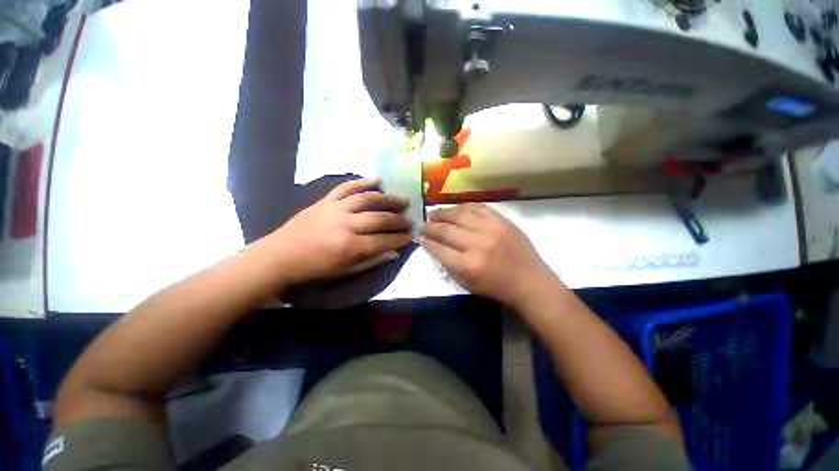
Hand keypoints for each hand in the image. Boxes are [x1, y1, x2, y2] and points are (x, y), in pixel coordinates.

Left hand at [268, 178, 412, 285]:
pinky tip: (378, 179)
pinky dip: (363, 181)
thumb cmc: (316, 268)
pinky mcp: (326, 200)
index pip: (384, 240)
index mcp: (350, 246)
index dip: (400, 238)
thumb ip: (373, 261)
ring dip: (388, 198)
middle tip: (410, 219)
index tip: (411, 235)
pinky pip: (347, 187)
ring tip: (402, 200)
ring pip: (368, 199)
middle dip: (398, 220)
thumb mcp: (346, 271)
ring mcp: (335, 208)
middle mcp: (346, 224)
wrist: (281, 255)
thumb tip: (395, 253)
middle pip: (379, 218)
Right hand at [420, 203, 557, 308]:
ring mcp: (491, 228)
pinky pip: (477, 207)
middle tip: (423, 225)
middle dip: (430, 226)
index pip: (439, 248)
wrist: (529, 281)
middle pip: (446, 229)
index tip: (420, 237)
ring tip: (434, 213)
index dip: (427, 241)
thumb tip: (433, 245)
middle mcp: (477, 244)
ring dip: (443, 213)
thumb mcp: (467, 284)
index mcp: (468, 265)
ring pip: (460, 213)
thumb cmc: (496, 287)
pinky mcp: (502, 220)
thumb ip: (448, 265)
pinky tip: (455, 209)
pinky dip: (463, 207)